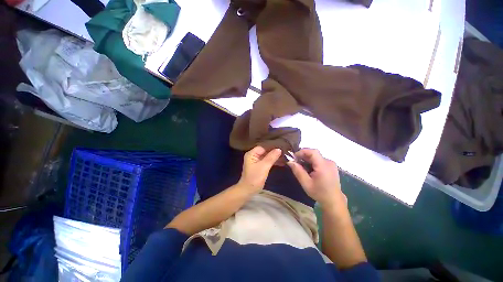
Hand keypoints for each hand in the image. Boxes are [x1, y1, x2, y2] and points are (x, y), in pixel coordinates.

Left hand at [238, 146, 281, 193]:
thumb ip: (271, 157)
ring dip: (274, 157)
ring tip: (285, 156)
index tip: (282, 145)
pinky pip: (267, 161)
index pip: (263, 146)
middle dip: (274, 151)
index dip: (272, 146)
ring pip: (267, 156)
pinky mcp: (259, 166)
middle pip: (265, 151)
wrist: (248, 190)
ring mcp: (256, 161)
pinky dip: (273, 161)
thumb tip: (279, 149)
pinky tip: (281, 162)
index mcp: (252, 154)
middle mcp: (253, 156)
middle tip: (285, 150)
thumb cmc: (255, 178)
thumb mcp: (264, 166)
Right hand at [287, 149, 345, 208]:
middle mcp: (328, 162)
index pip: (313, 152)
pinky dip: (312, 162)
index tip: (294, 157)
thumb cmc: (319, 193)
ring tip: (300, 167)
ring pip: (316, 156)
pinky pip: (319, 160)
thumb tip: (290, 161)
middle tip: (295, 162)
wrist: (334, 200)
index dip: (302, 151)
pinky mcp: (331, 166)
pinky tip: (308, 169)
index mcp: (323, 166)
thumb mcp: (306, 183)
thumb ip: (298, 171)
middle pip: (313, 154)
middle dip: (303, 156)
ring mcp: (331, 163)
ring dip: (307, 159)